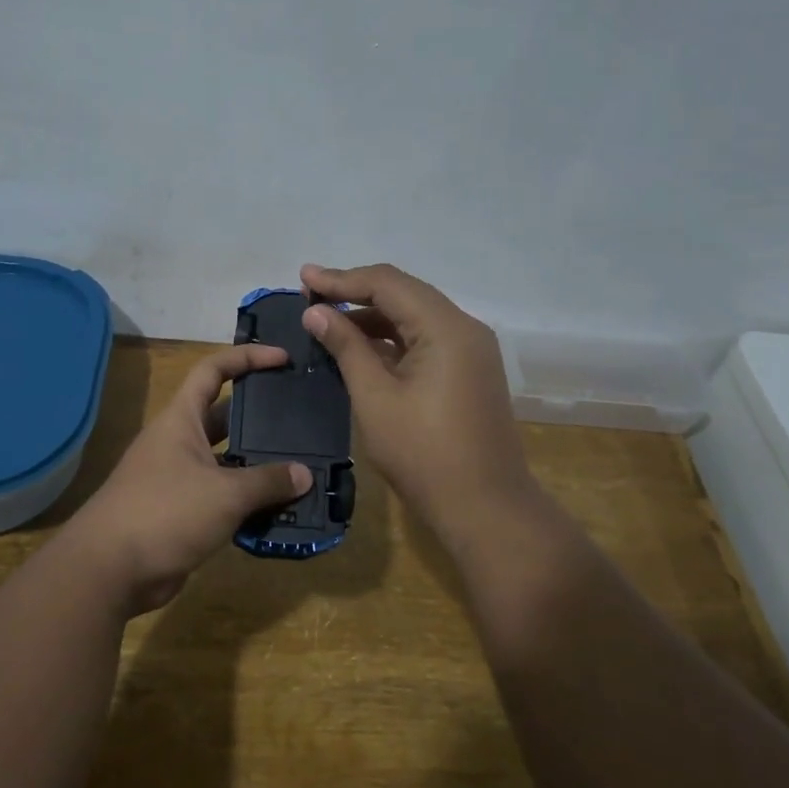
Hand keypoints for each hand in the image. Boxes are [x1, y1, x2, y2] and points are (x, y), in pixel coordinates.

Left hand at [73, 344, 310, 612]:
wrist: (109, 570)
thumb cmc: (165, 512)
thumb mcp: (225, 493)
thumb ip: (268, 482)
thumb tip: (305, 475)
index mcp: (181, 420)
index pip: (213, 370)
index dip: (247, 358)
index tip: (282, 359)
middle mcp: (178, 442)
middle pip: (224, 417)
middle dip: (260, 416)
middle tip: (300, 418)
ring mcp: (178, 478)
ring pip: (226, 461)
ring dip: (257, 464)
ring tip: (301, 465)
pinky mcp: (182, 512)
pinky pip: (222, 496)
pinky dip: (247, 500)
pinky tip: (279, 508)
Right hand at [300, 263, 541, 542]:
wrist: (485, 509)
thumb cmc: (424, 455)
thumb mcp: (375, 398)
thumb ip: (346, 347)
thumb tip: (316, 312)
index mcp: (446, 328)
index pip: (388, 283)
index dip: (341, 279)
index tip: (303, 279)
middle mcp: (464, 328)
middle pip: (404, 293)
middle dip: (355, 292)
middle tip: (310, 296)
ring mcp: (471, 351)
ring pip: (414, 317)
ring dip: (371, 316)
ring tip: (327, 320)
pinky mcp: (468, 372)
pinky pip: (425, 340)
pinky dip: (391, 339)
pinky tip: (359, 347)